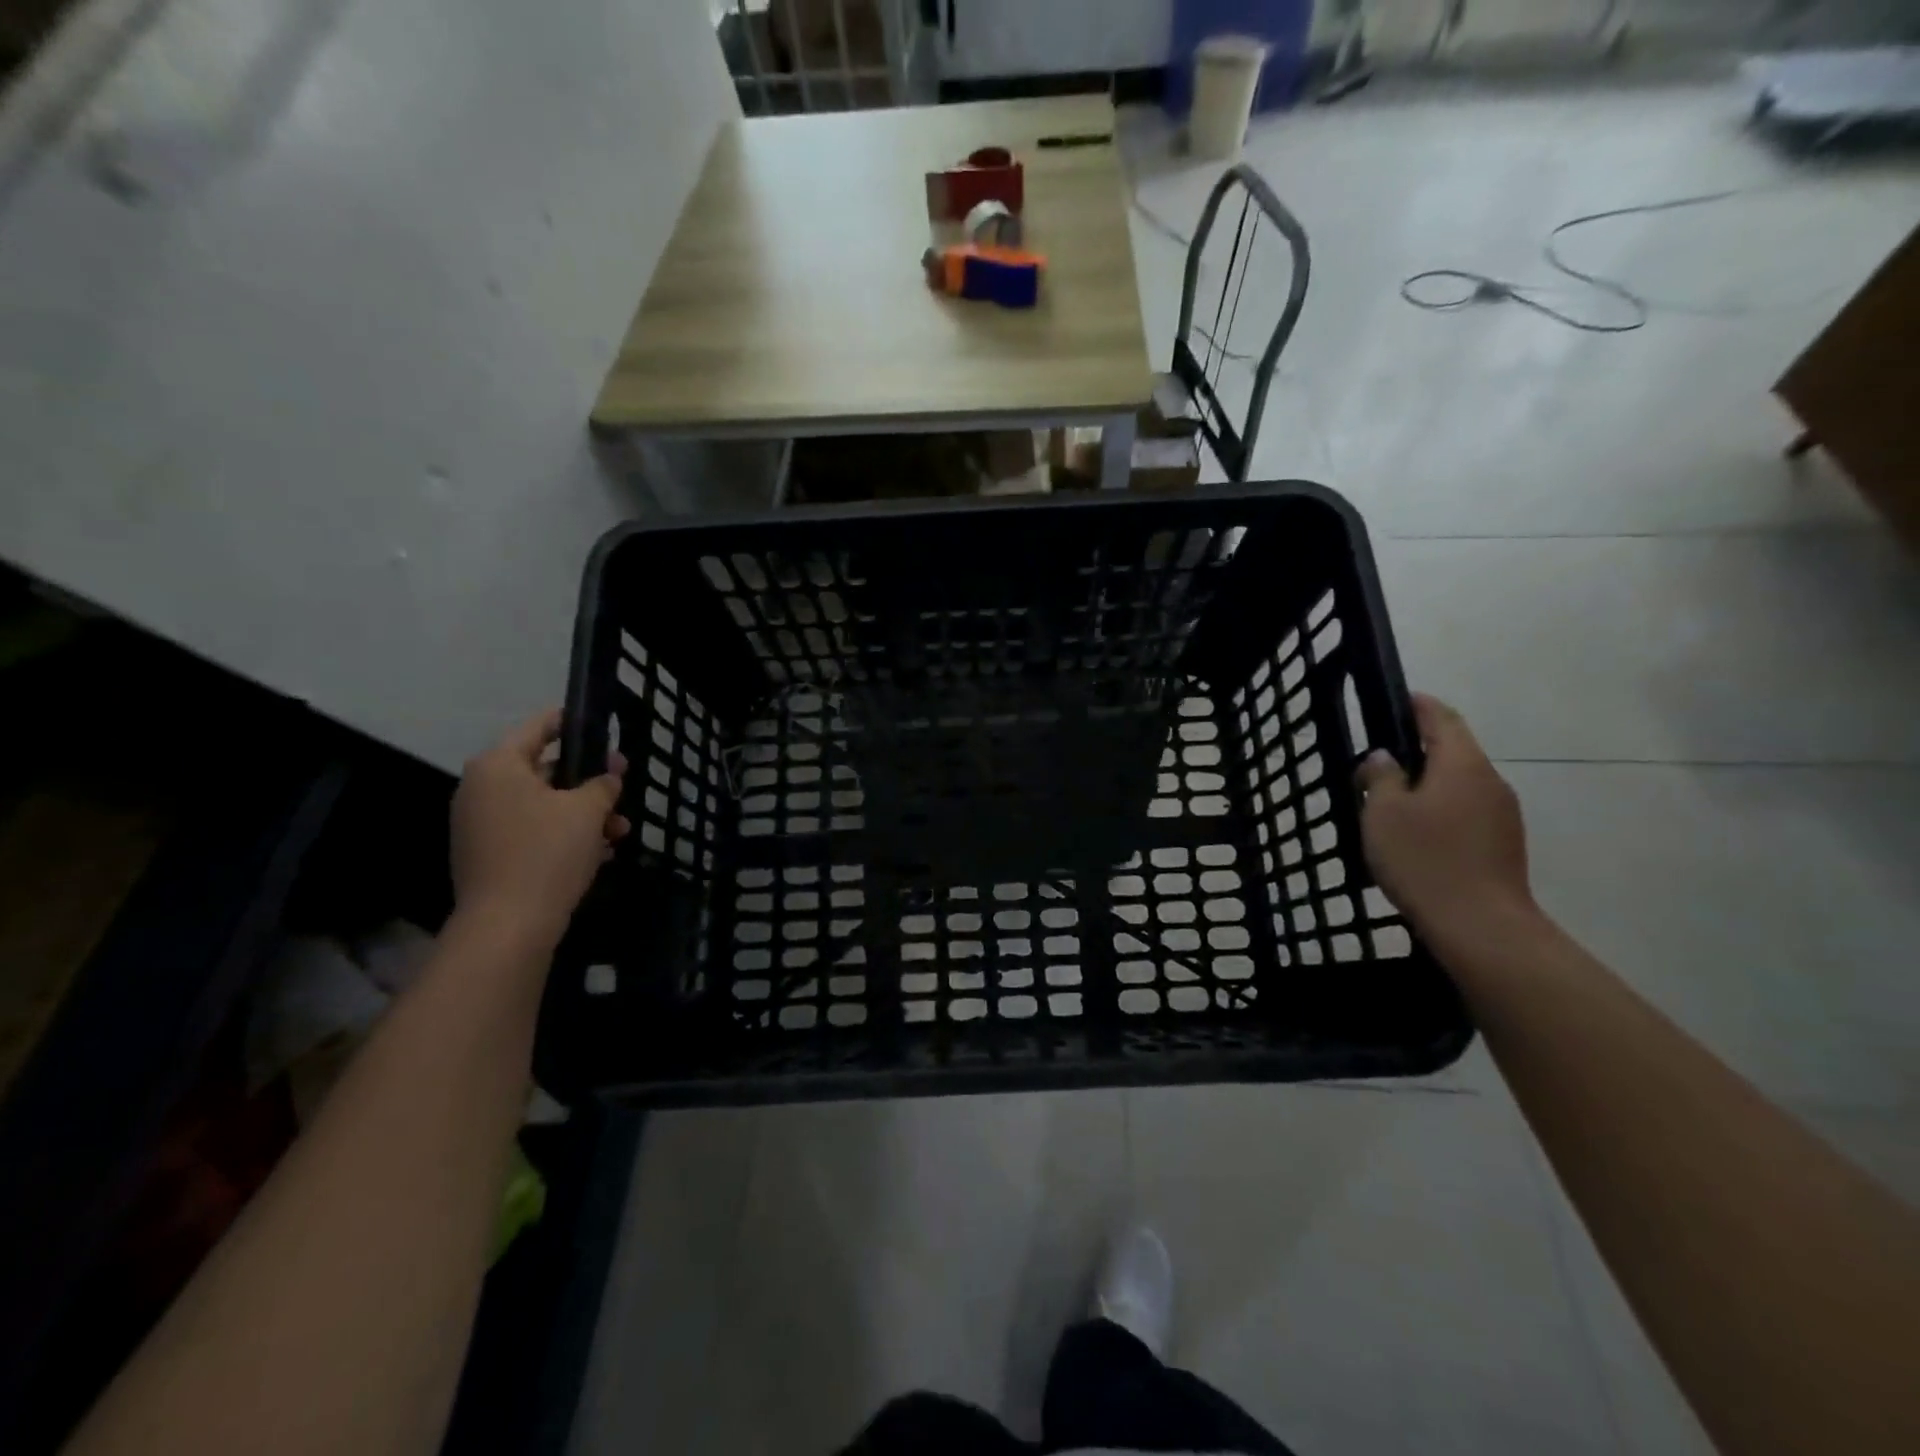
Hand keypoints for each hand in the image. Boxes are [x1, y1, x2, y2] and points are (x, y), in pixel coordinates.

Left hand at [450, 710, 627, 948]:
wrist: (508, 925)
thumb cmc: (547, 853)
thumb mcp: (587, 811)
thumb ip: (602, 784)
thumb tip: (610, 774)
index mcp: (498, 766)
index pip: (538, 727)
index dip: (571, 723)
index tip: (600, 725)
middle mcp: (481, 789)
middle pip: (542, 770)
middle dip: (587, 780)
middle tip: (622, 784)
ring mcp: (481, 824)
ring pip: (542, 805)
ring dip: (583, 813)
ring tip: (620, 831)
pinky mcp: (488, 855)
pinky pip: (532, 831)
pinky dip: (564, 835)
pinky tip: (600, 852)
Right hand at [1355, 694, 1532, 940]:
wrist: (1481, 927)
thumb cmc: (1425, 859)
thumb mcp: (1384, 813)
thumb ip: (1381, 777)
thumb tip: (1384, 759)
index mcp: (1463, 764)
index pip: (1441, 718)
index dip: (1418, 705)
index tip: (1397, 699)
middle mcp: (1490, 781)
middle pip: (1453, 751)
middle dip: (1418, 749)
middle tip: (1378, 760)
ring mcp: (1503, 815)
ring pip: (1459, 784)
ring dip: (1428, 784)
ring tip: (1389, 802)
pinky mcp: (1503, 844)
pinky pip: (1466, 812)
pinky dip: (1439, 810)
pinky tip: (1414, 834)